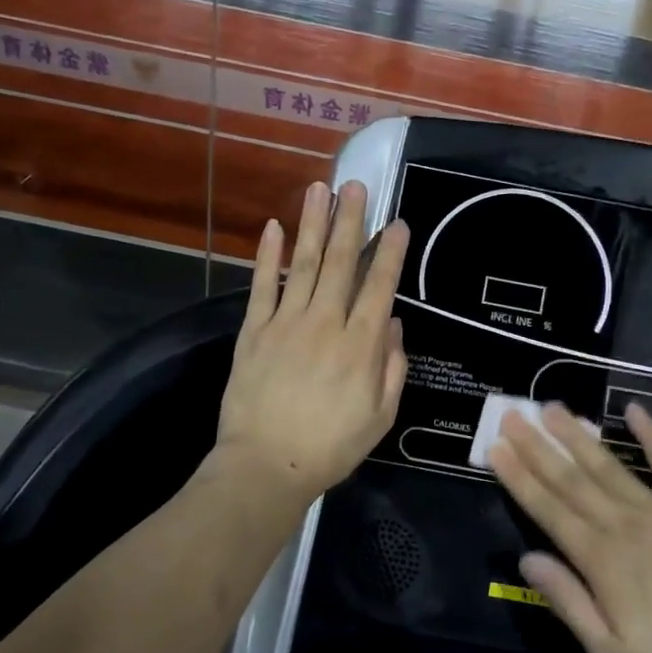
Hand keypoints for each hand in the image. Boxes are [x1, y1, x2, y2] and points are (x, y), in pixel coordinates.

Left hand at [215, 180, 408, 508]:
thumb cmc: (330, 446)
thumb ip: (392, 368)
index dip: (390, 253)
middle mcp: (325, 323)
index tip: (398, 223)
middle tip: (356, 185)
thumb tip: (393, 324)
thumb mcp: (380, 416)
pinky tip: (272, 228)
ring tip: (319, 188)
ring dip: (313, 224)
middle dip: (351, 221)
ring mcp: (286, 323)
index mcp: (360, 345)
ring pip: (304, 264)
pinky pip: (262, 286)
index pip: (380, 287)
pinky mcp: (254, 331)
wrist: (266, 466)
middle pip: (342, 263)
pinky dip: (267, 256)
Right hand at [487, 403, 651, 652]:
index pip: (548, 509)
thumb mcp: (609, 652)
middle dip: (538, 446)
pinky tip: (634, 410)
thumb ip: (567, 601)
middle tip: (513, 414)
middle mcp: (623, 524)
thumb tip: (526, 558)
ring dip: (578, 436)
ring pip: (609, 465)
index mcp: (600, 559)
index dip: (519, 477)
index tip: (496, 447)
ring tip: (553, 408)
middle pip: (571, 479)